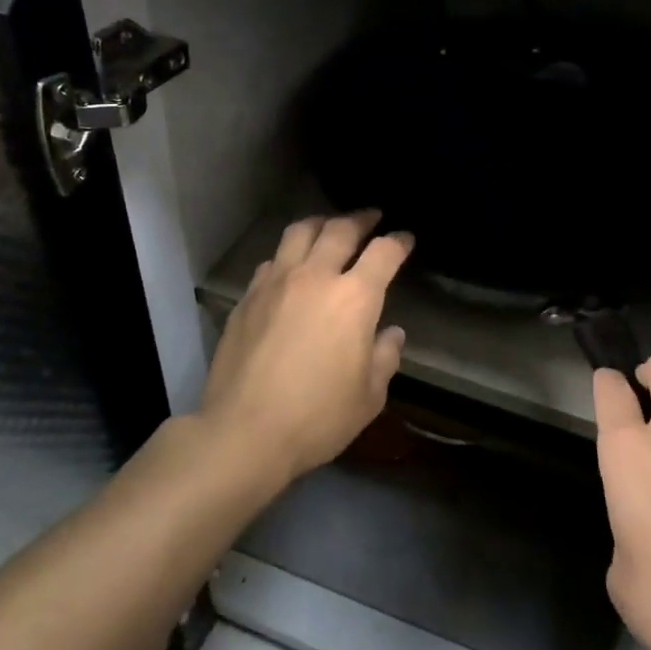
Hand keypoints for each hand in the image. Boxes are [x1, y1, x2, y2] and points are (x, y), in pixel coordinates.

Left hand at [198, 211, 411, 481]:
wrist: (244, 432)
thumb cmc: (317, 417)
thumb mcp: (369, 396)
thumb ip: (385, 357)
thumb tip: (390, 333)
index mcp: (354, 298)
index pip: (384, 252)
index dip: (399, 241)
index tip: (406, 238)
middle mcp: (315, 278)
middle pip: (340, 229)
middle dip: (361, 219)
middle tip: (371, 217)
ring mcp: (276, 283)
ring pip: (299, 232)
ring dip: (321, 223)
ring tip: (329, 227)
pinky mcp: (247, 297)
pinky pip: (272, 260)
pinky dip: (289, 254)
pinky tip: (291, 267)